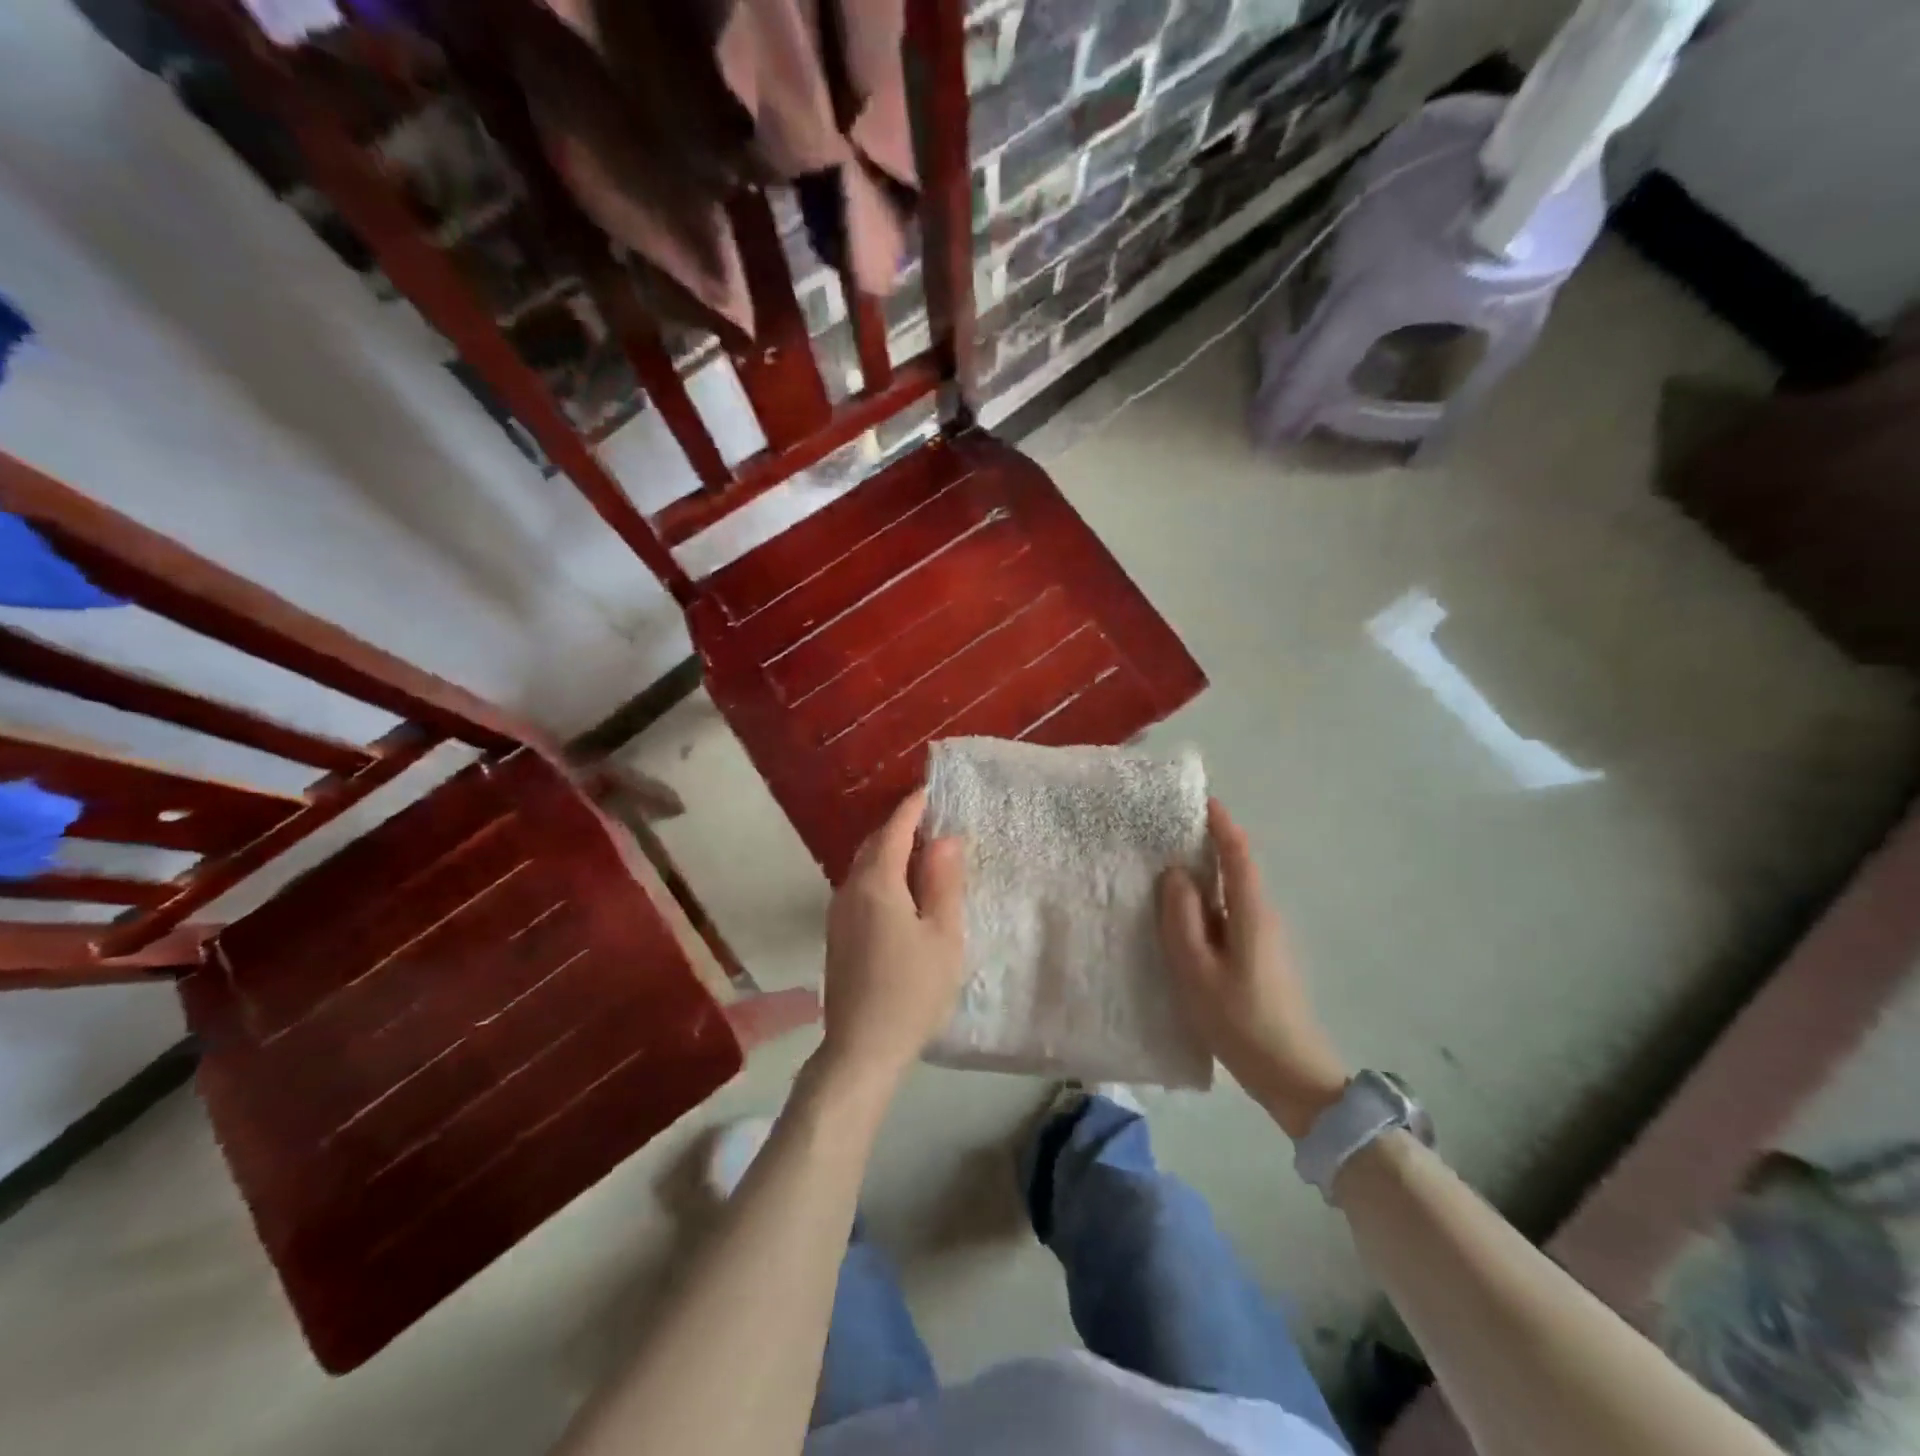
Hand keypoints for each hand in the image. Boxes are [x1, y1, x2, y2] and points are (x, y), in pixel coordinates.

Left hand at [818, 789, 966, 1089]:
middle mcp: (850, 890)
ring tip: (922, 855)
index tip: (930, 791)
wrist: (861, 1049)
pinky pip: (860, 889)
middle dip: (900, 828)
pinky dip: (881, 877)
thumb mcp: (942, 934)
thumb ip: (943, 882)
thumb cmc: (912, 990)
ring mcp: (838, 915)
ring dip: (890, 853)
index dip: (913, 808)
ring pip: (864, 868)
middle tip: (932, 822)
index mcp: (877, 884)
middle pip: (874, 845)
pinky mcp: (837, 936)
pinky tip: (902, 894)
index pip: (894, 830)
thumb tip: (945, 839)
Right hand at [1159, 800, 1348, 1137]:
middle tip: (1163, 833)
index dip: (1220, 823)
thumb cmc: (1241, 1020)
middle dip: (1205, 845)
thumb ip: (1182, 919)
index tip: (1196, 799)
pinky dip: (1205, 906)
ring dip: (1202, 878)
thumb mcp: (1198, 970)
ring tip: (1161, 872)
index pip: (1238, 853)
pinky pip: (1228, 916)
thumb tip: (1176, 874)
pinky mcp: (1259, 958)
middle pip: (1235, 868)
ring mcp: (1264, 938)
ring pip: (1229, 895)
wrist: (1293, 1075)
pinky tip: (1180, 920)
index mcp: (1251, 912)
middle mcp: (1262, 916)